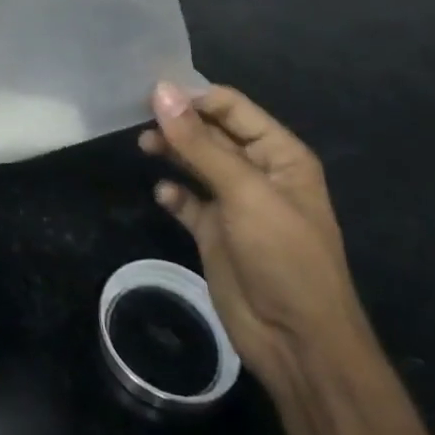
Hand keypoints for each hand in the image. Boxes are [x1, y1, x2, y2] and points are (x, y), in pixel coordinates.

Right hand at [141, 83, 372, 393]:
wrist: (298, 343)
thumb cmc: (283, 255)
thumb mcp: (244, 192)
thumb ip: (199, 142)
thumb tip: (161, 90)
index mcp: (279, 154)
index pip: (231, 107)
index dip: (194, 97)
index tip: (151, 93)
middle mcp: (257, 172)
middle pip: (210, 132)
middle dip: (177, 122)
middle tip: (136, 116)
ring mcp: (234, 204)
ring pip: (194, 162)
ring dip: (170, 151)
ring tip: (144, 146)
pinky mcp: (214, 232)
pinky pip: (187, 200)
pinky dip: (173, 193)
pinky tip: (163, 195)